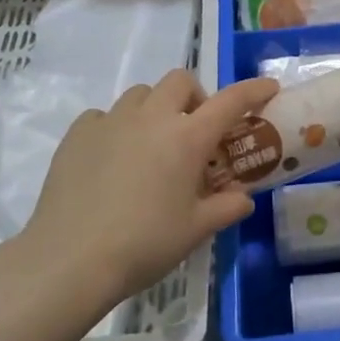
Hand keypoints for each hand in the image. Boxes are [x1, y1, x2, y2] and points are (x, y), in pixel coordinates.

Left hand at [5, 69, 278, 308]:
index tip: (269, 87)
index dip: (254, 90)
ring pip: (141, 94)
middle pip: (180, 81)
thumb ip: (226, 208)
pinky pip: (105, 115)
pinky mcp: (78, 133)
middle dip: (195, 96)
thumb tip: (243, 199)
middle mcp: (151, 117)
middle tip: (194, 130)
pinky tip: (113, 158)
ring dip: (155, 109)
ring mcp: (111, 121)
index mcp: (187, 137)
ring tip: (152, 144)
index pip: (231, 101)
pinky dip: (117, 127)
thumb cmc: (144, 244)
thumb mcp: (195, 230)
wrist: (70, 259)